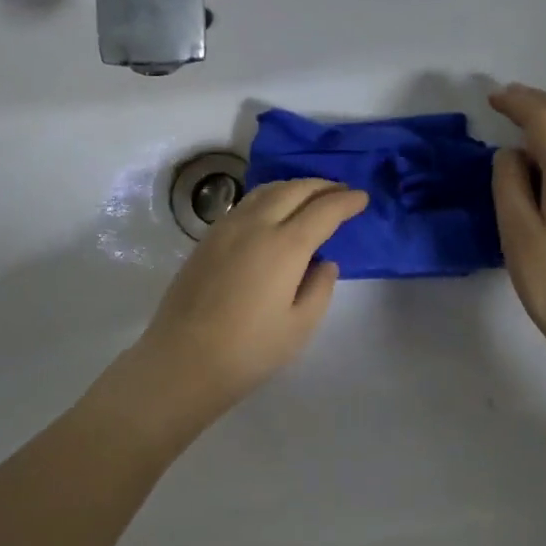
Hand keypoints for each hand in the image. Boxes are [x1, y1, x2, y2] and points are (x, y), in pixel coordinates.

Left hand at [113, 178, 368, 434]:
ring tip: (310, 195)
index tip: (362, 198)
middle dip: (322, 186)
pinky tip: (274, 211)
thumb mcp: (299, 327)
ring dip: (294, 186)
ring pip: (266, 191)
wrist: (183, 359)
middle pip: (294, 189)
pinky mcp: (207, 238)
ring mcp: (226, 228)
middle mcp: (255, 225)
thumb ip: (319, 288)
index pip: (323, 210)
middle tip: (341, 191)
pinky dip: (269, 197)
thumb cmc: (249, 351)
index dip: (346, 201)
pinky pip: (246, 203)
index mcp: (284, 246)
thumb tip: (324, 262)